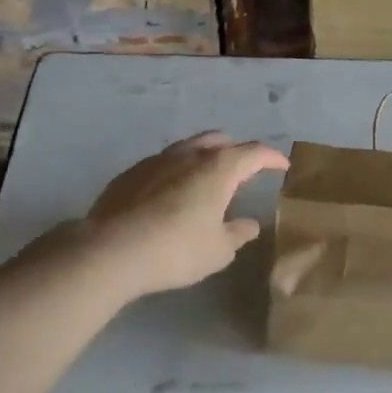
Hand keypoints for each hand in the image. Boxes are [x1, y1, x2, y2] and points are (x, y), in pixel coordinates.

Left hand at [60, 131, 288, 300]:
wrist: (109, 251)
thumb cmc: (176, 250)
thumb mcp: (218, 250)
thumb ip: (238, 234)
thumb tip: (249, 225)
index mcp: (219, 167)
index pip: (255, 153)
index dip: (272, 158)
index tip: (282, 166)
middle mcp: (190, 154)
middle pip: (220, 141)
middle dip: (236, 152)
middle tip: (243, 172)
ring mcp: (157, 160)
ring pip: (189, 147)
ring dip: (204, 159)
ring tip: (206, 182)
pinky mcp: (130, 173)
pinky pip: (163, 164)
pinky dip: (176, 172)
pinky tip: (170, 196)